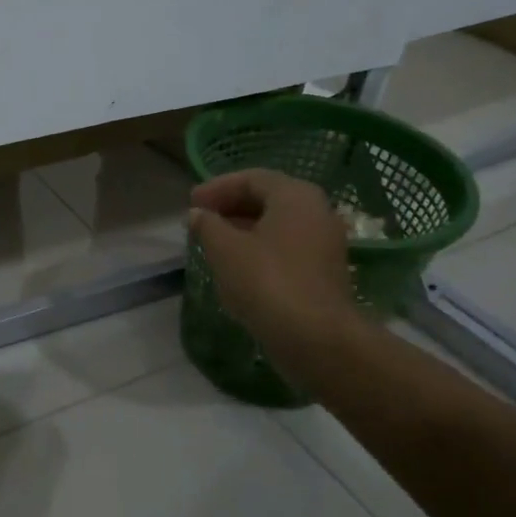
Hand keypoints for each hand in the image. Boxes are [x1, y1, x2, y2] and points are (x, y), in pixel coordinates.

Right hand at [188, 170, 362, 355]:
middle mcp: (316, 211)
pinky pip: (286, 248)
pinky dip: (259, 248)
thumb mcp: (225, 249)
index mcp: (295, 196)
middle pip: (268, 198)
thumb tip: (198, 214)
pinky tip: (236, 266)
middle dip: (231, 206)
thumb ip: (207, 225)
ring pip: (277, 225)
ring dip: (243, 229)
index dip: (217, 187)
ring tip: (212, 242)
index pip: (252, 178)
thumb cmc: (266, 282)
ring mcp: (324, 243)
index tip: (191, 203)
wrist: (314, 337)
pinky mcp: (323, 272)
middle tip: (200, 219)